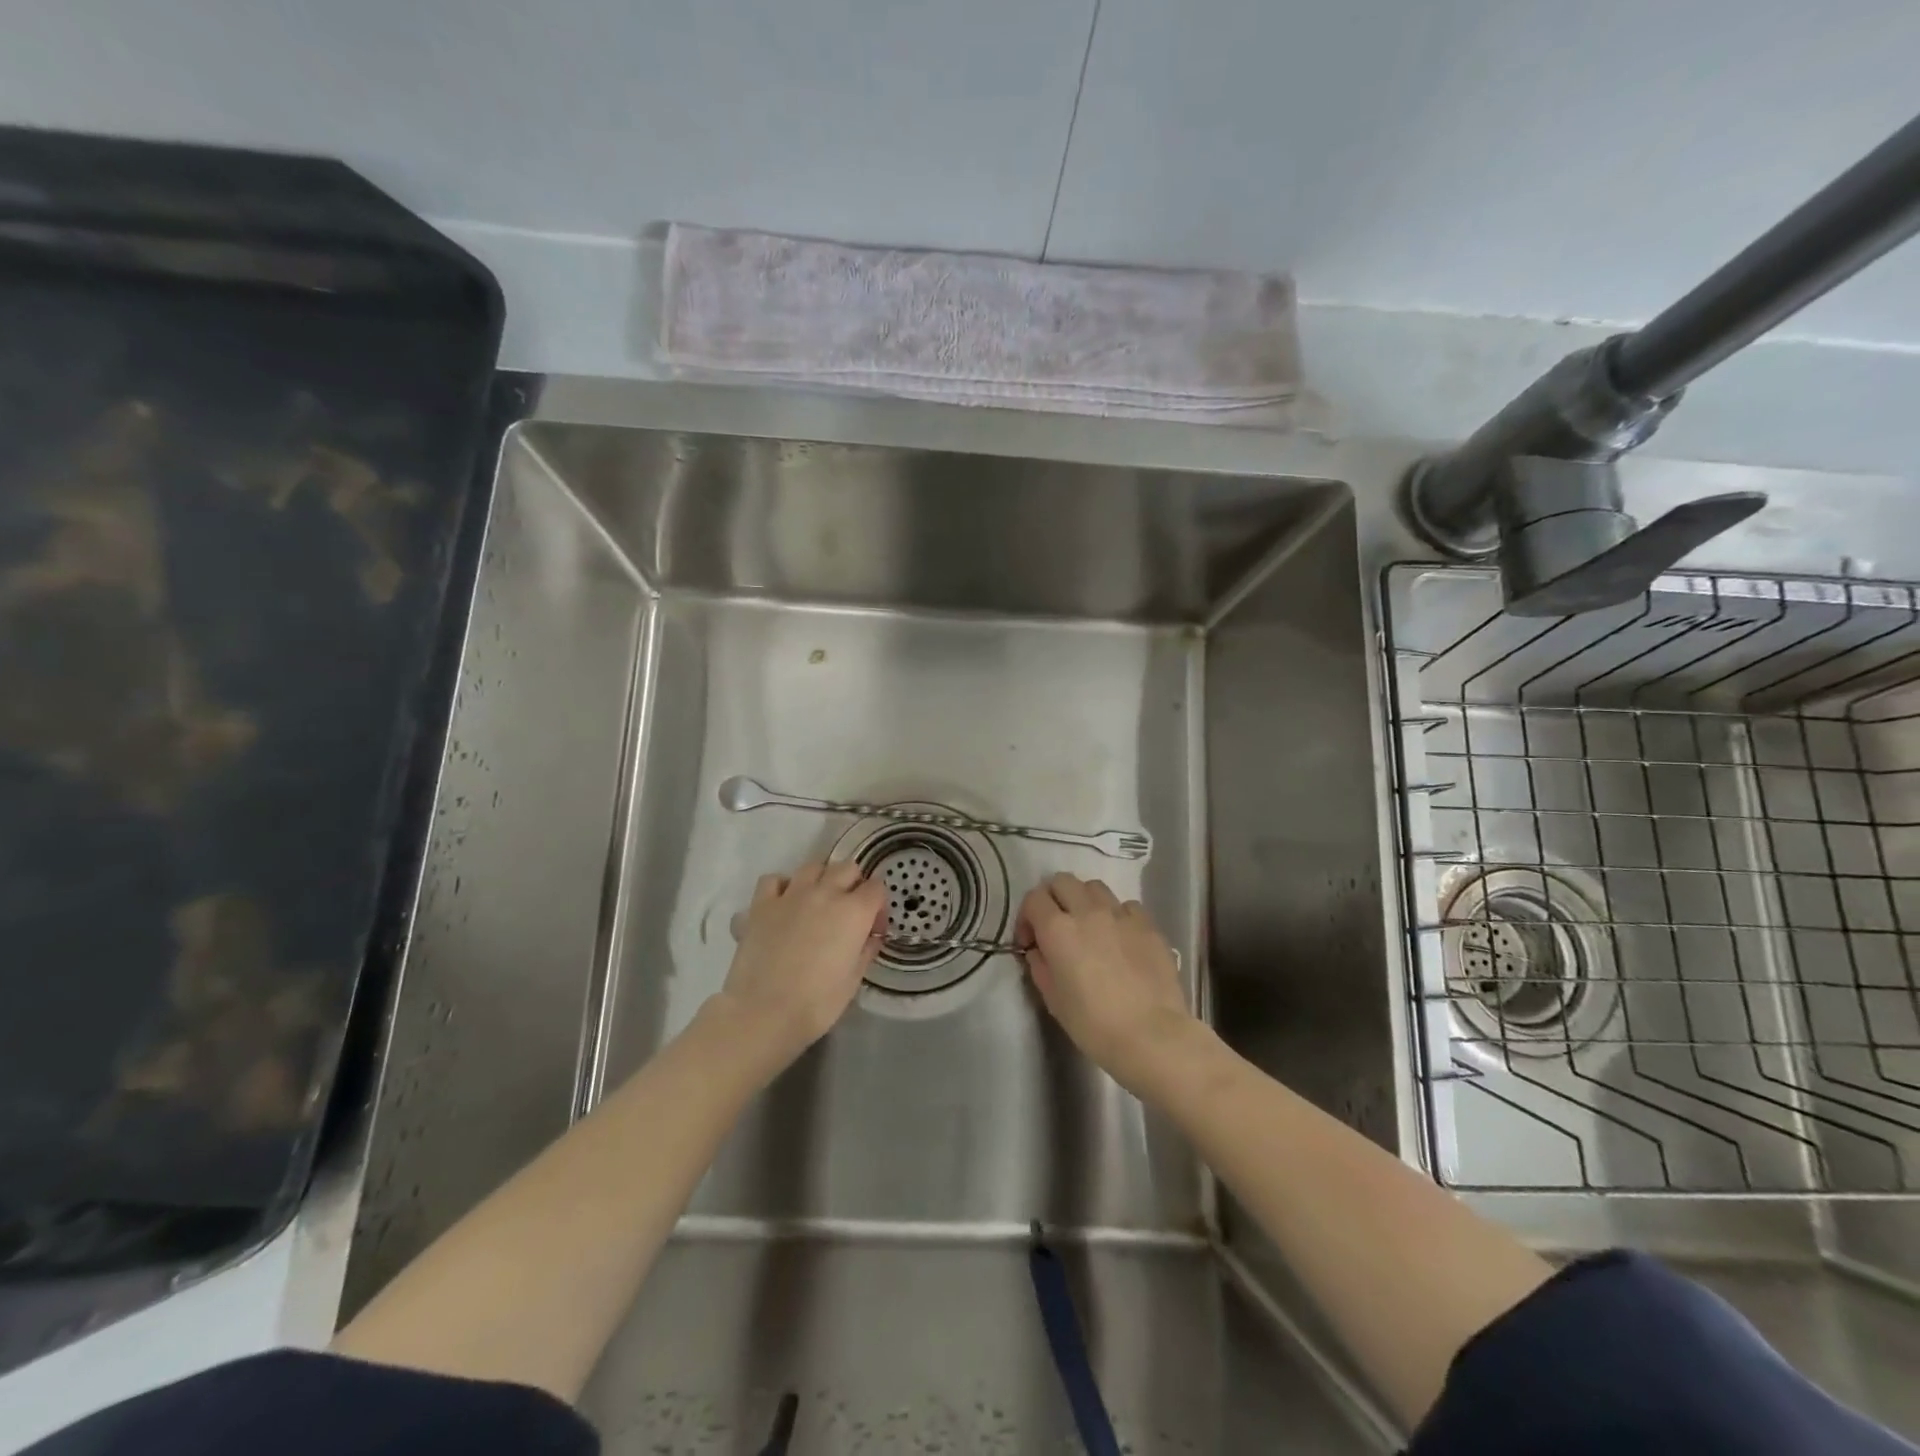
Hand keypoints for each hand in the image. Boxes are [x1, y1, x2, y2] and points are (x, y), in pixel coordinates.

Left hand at [718, 860, 886, 1063]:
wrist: (763, 1013)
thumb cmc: (817, 1003)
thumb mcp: (854, 980)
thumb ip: (866, 950)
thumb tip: (871, 936)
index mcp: (854, 912)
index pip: (876, 888)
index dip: (878, 906)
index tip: (872, 927)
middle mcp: (824, 893)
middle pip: (847, 868)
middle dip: (853, 884)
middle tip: (848, 911)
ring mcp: (790, 895)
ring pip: (812, 867)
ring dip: (820, 879)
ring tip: (817, 902)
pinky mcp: (761, 905)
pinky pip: (773, 880)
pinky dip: (781, 887)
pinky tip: (782, 905)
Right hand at [1014, 873, 1196, 1094]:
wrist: (1152, 1036)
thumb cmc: (1094, 1025)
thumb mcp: (1053, 1000)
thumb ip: (1040, 966)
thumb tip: (1039, 951)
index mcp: (1058, 929)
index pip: (1033, 898)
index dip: (1027, 917)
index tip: (1031, 941)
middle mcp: (1087, 911)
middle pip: (1062, 881)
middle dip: (1053, 899)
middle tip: (1056, 927)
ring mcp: (1121, 915)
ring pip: (1095, 887)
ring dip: (1085, 901)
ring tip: (1089, 927)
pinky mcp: (1148, 925)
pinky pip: (1126, 906)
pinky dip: (1117, 915)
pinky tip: (1120, 938)